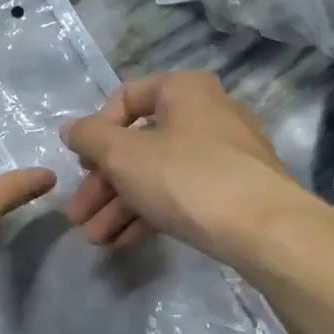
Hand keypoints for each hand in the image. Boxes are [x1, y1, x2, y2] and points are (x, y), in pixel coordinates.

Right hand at [61, 72, 307, 266]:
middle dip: (102, 185)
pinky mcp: (230, 192)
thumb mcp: (124, 154)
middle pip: (138, 145)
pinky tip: (122, 242)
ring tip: (95, 240)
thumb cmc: (185, 176)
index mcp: (183, 91)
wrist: (262, 228)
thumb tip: (71, 129)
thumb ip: (90, 138)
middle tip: (78, 216)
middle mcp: (205, 115)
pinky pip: (178, 196)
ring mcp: (221, 156)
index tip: (82, 164)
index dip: (96, 131)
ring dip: (119, 207)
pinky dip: (148, 214)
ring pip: (156, 175)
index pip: (126, 98)